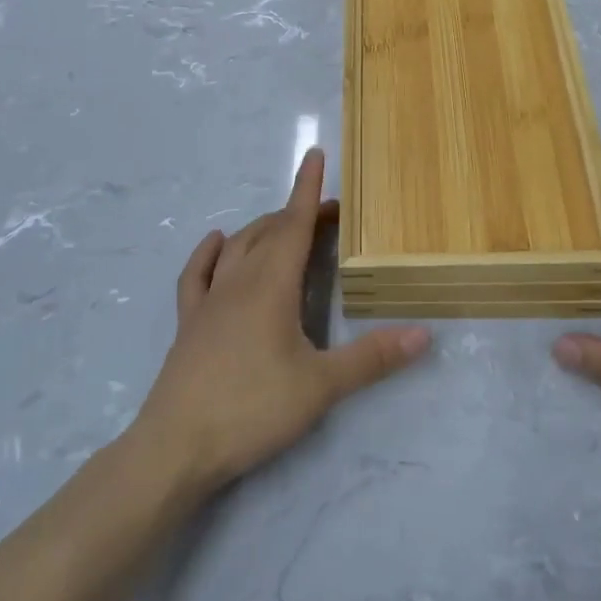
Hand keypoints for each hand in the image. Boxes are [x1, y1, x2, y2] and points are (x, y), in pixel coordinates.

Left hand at [135, 149, 430, 493]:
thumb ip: (371, 358)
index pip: (295, 224)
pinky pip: (197, 274)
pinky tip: (217, 243)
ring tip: (284, 225)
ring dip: (262, 228)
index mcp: (271, 285)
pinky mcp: (189, 322)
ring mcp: (209, 300)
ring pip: (237, 247)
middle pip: (270, 232)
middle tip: (328, 214)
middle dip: (298, 213)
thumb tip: (423, 334)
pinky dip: (209, 252)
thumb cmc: (252, 409)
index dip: (308, 189)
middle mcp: (239, 281)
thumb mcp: (320, 386)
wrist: (176, 445)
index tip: (315, 155)